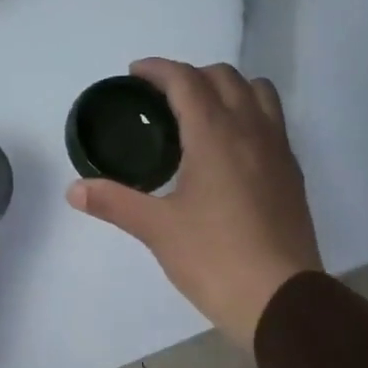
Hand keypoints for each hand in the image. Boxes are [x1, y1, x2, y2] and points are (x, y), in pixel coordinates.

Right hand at [67, 59, 321, 347]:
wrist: (278, 298)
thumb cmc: (214, 259)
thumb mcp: (158, 230)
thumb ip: (115, 202)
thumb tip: (74, 189)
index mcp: (215, 135)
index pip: (186, 80)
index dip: (158, 70)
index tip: (135, 74)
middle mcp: (251, 130)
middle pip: (224, 77)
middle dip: (190, 76)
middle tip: (162, 99)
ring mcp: (278, 150)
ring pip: (257, 92)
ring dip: (227, 88)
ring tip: (202, 114)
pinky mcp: (292, 173)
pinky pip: (272, 122)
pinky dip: (248, 115)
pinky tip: (230, 149)